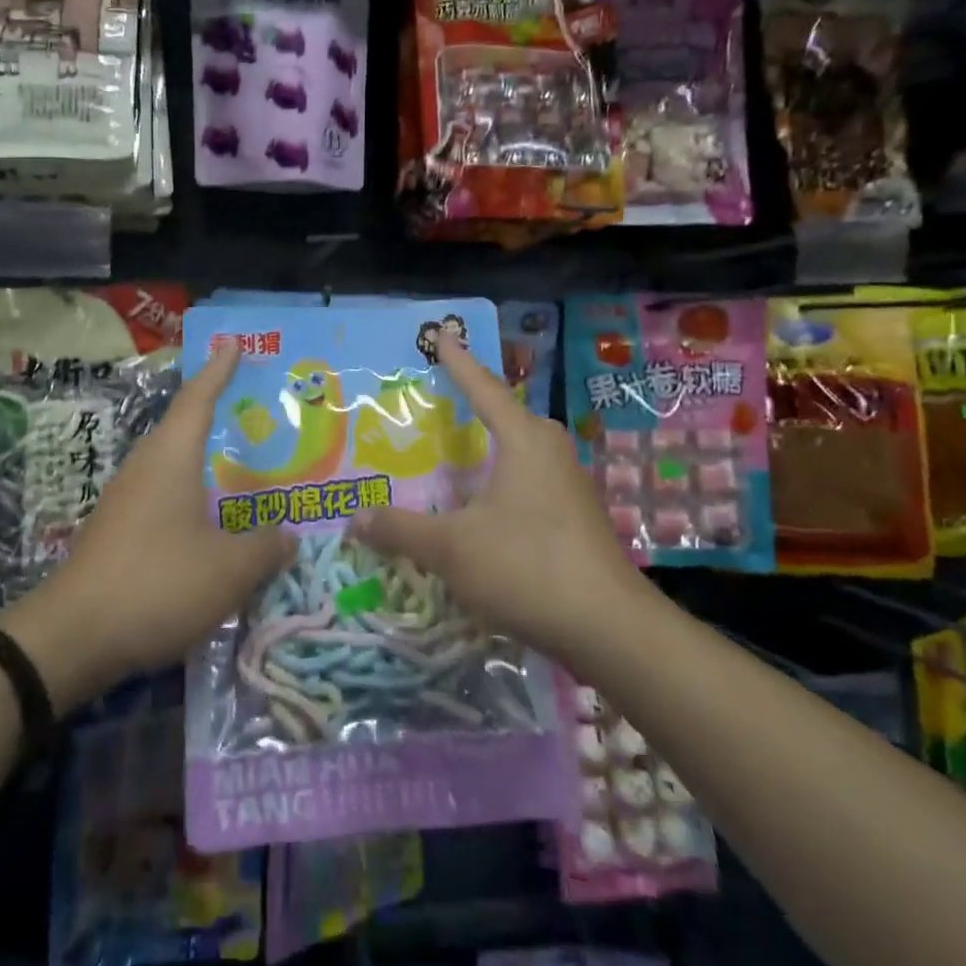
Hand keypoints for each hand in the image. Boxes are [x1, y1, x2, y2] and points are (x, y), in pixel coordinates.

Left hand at [4, 340, 292, 710]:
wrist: (72, 637)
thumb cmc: (156, 584)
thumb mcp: (228, 570)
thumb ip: (265, 548)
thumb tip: (288, 536)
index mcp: (171, 457)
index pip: (198, 398)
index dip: (219, 369)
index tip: (232, 341)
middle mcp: (145, 468)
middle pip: (184, 428)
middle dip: (218, 415)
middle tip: (258, 412)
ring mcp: (125, 500)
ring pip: (174, 466)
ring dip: (206, 462)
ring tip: (244, 470)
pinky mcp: (117, 531)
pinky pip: (163, 497)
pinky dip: (192, 497)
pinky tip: (211, 523)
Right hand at [348, 337, 639, 667]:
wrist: (610, 629)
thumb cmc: (527, 567)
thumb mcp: (452, 548)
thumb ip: (401, 529)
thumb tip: (355, 518)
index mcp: (524, 440)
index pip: (483, 388)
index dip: (458, 362)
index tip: (442, 335)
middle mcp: (550, 451)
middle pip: (504, 417)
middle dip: (471, 406)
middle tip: (434, 400)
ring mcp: (569, 484)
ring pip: (518, 452)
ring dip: (485, 449)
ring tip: (451, 453)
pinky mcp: (576, 517)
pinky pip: (528, 481)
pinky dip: (498, 480)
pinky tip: (480, 504)